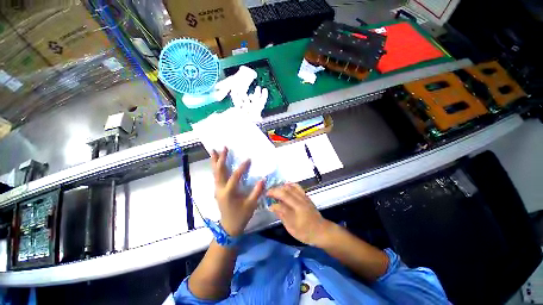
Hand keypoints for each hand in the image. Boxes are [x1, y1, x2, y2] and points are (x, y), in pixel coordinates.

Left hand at [211, 147, 264, 236]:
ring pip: (215, 173)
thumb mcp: (251, 204)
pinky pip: (216, 176)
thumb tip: (263, 179)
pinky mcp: (217, 190)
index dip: (242, 167)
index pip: (235, 176)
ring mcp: (217, 189)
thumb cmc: (241, 215)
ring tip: (213, 151)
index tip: (248, 159)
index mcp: (229, 193)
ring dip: (215, 161)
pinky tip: (216, 163)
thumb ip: (257, 191)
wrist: (229, 227)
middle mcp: (220, 189)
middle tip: (223, 147)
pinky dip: (215, 168)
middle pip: (219, 171)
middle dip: (221, 158)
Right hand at [267, 183, 332, 245]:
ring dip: (281, 187)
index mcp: (297, 210)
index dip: (273, 198)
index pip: (282, 200)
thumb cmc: (305, 232)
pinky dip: (290, 184)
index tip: (266, 199)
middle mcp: (300, 201)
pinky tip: (285, 186)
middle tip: (268, 193)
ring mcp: (304, 197)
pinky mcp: (306, 196)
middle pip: (285, 191)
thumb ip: (282, 215)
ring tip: (275, 189)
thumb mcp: (291, 228)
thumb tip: (272, 206)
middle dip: (275, 190)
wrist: (321, 231)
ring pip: (291, 187)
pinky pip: (297, 186)